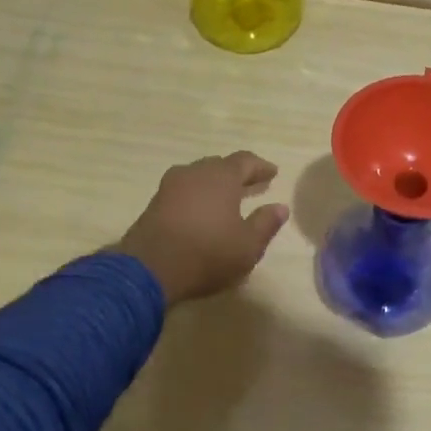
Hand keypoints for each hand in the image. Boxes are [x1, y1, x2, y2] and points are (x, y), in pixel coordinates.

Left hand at [114, 151, 290, 304]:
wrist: (149, 269)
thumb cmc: (207, 254)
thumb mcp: (248, 245)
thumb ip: (266, 223)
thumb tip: (281, 207)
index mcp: (221, 176)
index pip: (245, 161)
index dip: (261, 166)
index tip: (273, 173)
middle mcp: (195, 173)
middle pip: (220, 165)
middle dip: (237, 173)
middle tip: (251, 184)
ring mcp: (170, 186)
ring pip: (198, 176)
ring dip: (214, 184)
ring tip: (226, 197)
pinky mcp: (154, 203)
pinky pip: (183, 191)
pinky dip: (197, 196)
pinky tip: (201, 211)